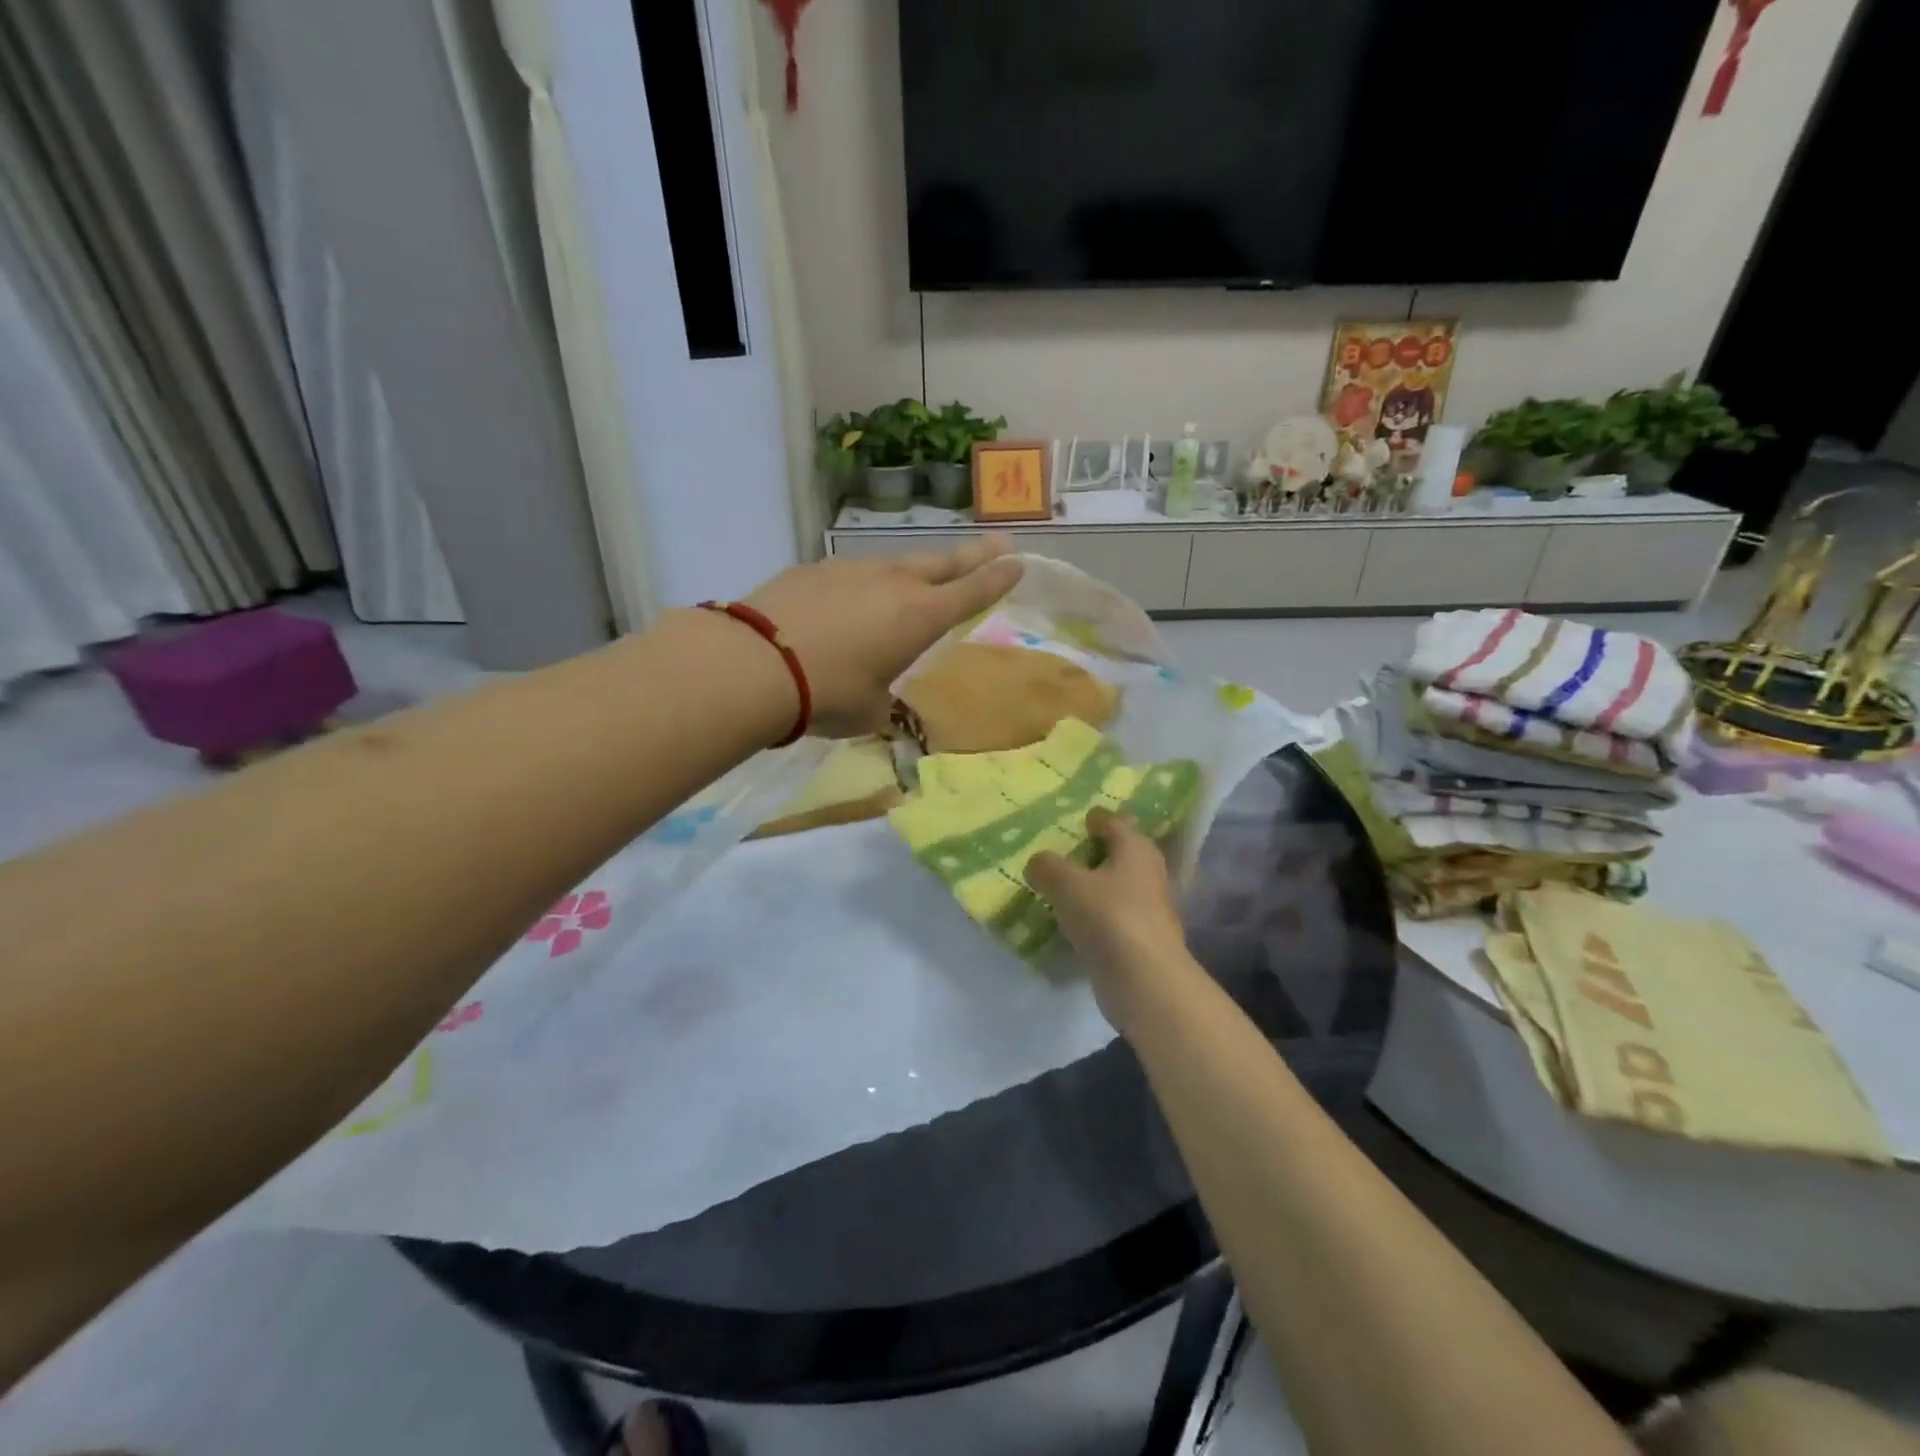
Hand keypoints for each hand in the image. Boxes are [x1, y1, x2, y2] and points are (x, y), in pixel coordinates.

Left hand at [745, 537, 1021, 736]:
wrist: (756, 664)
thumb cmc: (829, 694)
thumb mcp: (870, 710)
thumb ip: (884, 701)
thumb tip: (878, 701)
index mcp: (920, 617)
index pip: (972, 592)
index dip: (997, 579)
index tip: (1018, 562)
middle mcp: (892, 583)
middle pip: (942, 563)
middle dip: (973, 555)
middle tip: (998, 541)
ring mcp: (851, 570)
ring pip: (893, 565)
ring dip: (911, 572)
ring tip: (914, 580)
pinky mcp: (813, 570)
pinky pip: (849, 576)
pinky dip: (859, 587)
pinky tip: (844, 605)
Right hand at [1027, 809, 1200, 1034]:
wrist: (1145, 980)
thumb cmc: (1108, 917)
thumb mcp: (1067, 884)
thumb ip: (1048, 867)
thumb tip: (1038, 862)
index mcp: (1136, 849)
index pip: (1117, 823)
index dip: (1099, 818)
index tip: (1084, 816)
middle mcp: (1148, 874)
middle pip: (1121, 854)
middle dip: (1098, 852)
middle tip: (1068, 850)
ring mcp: (1149, 909)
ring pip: (1118, 887)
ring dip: (1096, 885)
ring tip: (1064, 886)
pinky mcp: (1141, 940)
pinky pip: (1113, 917)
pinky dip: (1096, 915)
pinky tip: (1074, 920)